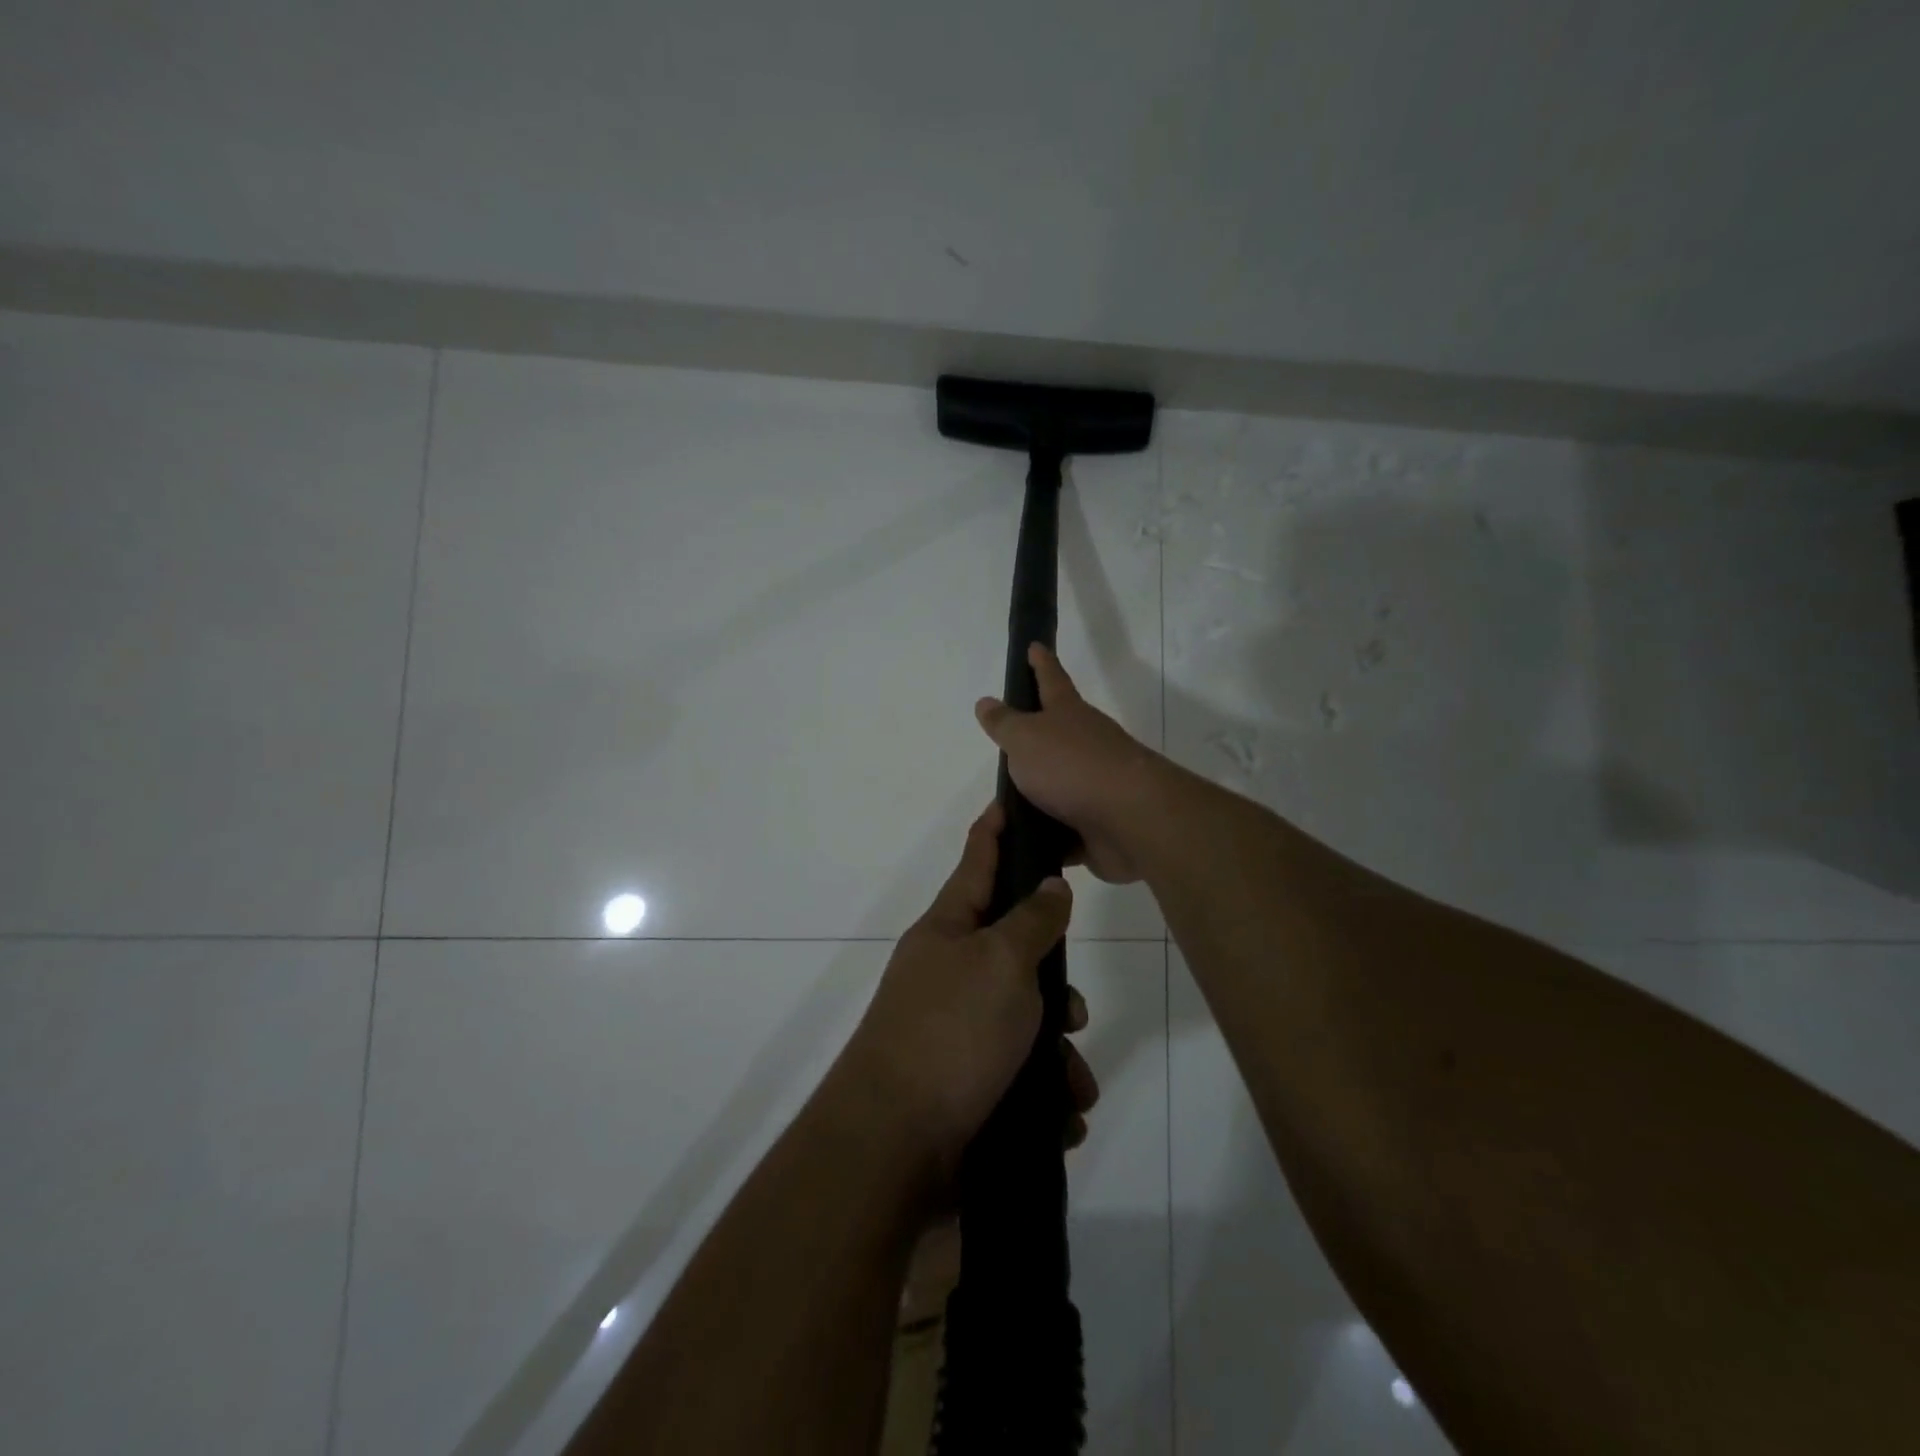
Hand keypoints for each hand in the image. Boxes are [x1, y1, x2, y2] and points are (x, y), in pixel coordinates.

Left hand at [835, 802, 1078, 1192]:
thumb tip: (1050, 886)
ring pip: (1024, 1019)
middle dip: (1054, 982)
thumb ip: (1032, 921)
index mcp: (948, 929)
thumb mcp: (1001, 963)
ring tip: (1073, 1083)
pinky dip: (1043, 1091)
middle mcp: (948, 972)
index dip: (997, 827)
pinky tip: (1060, 1116)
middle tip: (1073, 1008)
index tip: (1011, 796)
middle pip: (1014, 950)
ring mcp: (952, 1028)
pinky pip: (1017, 1072)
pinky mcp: (962, 1082)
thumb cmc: (951, 1034)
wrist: (894, 1147)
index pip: (978, 860)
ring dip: (1057, 1052)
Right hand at [975, 644, 1163, 883]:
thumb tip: (986, 702)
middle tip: (1006, 744)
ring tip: (1003, 808)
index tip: (1035, 646)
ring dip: (1037, 796)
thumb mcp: (1025, 738)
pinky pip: (1063, 831)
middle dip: (1036, 738)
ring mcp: (1095, 787)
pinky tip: (1024, 846)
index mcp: (1068, 715)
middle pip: (1058, 736)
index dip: (1040, 663)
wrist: (1129, 819)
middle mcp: (1085, 745)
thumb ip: (1004, 723)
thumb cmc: (1071, 766)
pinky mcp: (1097, 826)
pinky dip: (1046, 837)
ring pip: (1059, 787)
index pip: (1051, 680)